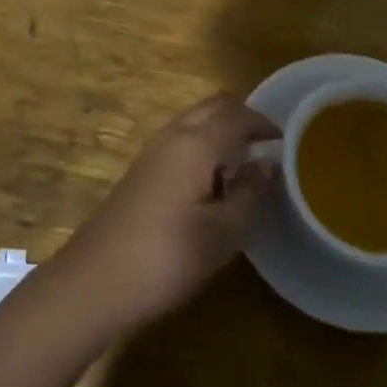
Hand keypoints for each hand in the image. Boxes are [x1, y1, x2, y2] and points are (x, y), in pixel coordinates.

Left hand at [50, 94, 279, 331]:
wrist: (97, 279)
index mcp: (196, 142)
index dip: (265, 123)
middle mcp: (172, 134)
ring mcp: (152, 150)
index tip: (288, 143)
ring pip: (194, 121)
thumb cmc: (168, 256)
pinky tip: (213, 184)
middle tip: (268, 149)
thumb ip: (250, 193)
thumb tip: (268, 163)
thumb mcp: (223, 233)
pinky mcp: (142, 169)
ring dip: (221, 132)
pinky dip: (203, 146)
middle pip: (213, 108)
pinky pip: (181, 140)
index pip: (237, 115)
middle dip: (242, 119)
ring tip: (245, 169)